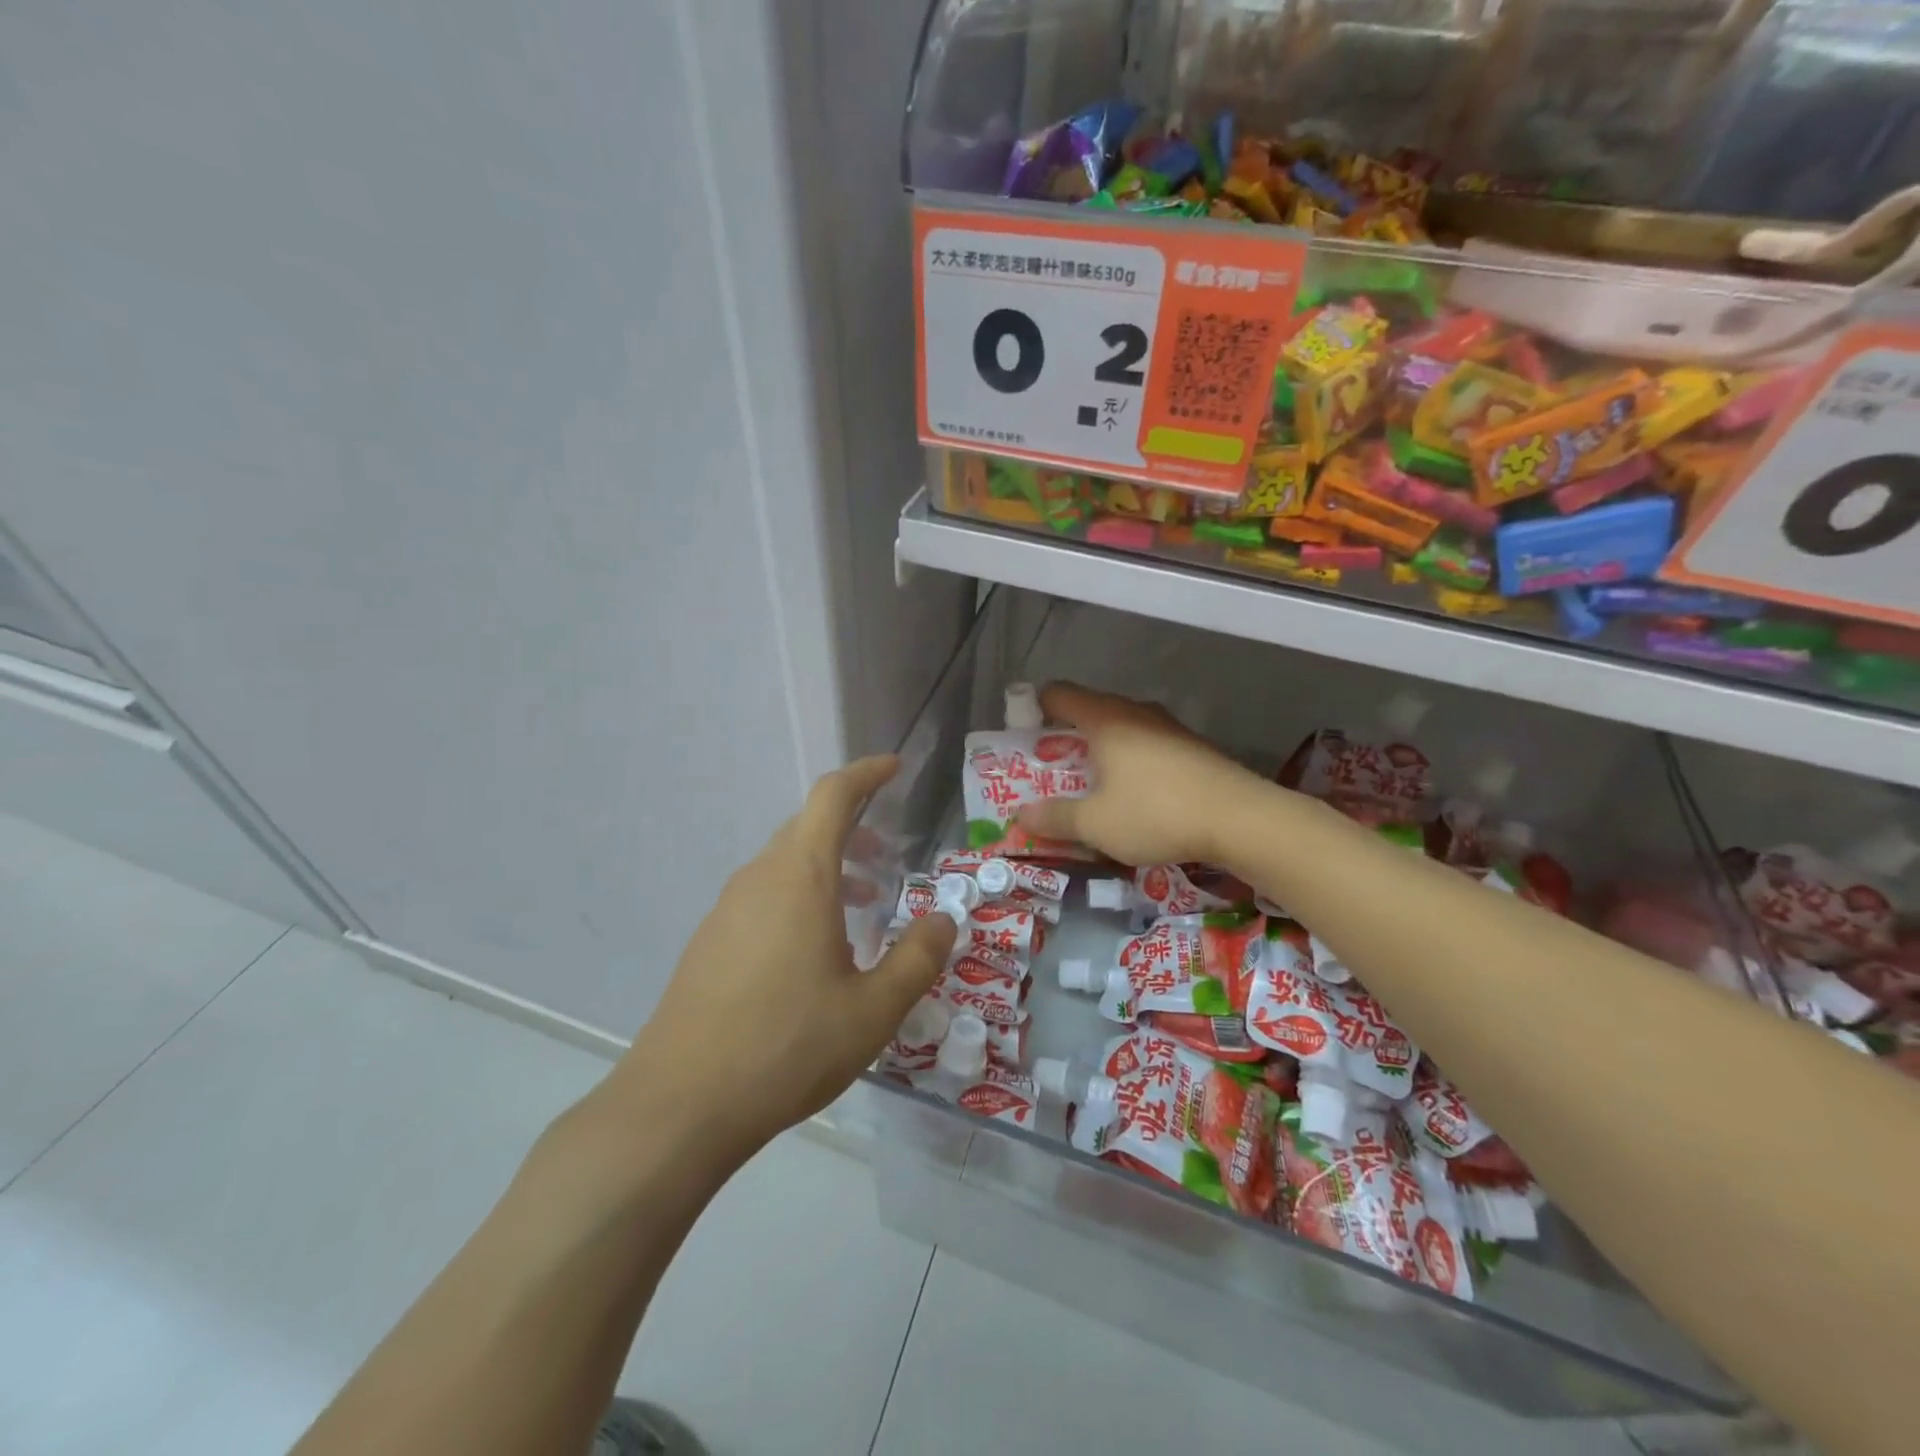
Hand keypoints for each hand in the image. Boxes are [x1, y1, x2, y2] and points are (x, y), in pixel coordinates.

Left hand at [594, 756, 955, 1169]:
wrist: (680, 1103)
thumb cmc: (787, 1045)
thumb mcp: (873, 1010)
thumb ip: (917, 959)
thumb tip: (943, 921)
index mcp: (800, 876)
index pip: (832, 796)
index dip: (865, 774)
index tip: (893, 768)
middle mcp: (759, 878)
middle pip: (807, 827)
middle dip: (852, 827)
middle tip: (887, 854)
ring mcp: (727, 909)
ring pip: (784, 864)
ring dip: (827, 868)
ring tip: (861, 906)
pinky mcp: (709, 941)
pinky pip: (763, 896)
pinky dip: (799, 897)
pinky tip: (815, 952)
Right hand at [1015, 683, 1267, 867]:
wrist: (1241, 819)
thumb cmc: (1156, 813)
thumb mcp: (1094, 824)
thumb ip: (1054, 818)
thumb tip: (1021, 814)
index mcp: (1104, 719)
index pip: (1058, 694)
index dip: (1034, 710)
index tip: (1024, 740)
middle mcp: (1135, 712)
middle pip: (1089, 711)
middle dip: (1066, 739)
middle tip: (1052, 773)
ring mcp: (1168, 727)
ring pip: (1121, 730)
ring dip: (1101, 753)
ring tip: (1092, 789)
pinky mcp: (1192, 747)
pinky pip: (1147, 746)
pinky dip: (1131, 763)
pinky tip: (1136, 797)